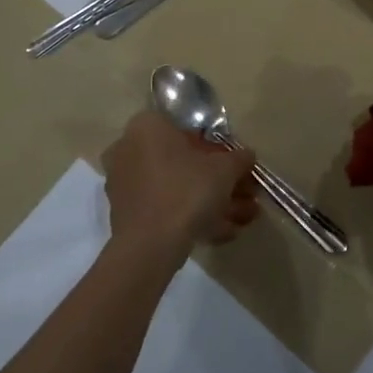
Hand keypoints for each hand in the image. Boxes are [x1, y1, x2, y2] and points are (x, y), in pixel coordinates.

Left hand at [102, 111, 258, 262]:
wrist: (149, 245)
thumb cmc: (187, 191)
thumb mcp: (224, 170)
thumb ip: (239, 158)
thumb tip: (247, 156)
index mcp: (148, 127)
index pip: (189, 129)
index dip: (218, 150)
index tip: (237, 169)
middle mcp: (130, 149)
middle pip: (184, 162)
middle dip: (219, 182)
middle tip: (246, 196)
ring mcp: (125, 183)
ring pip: (177, 188)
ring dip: (211, 202)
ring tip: (243, 221)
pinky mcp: (125, 214)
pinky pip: (165, 208)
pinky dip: (192, 217)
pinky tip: (223, 233)